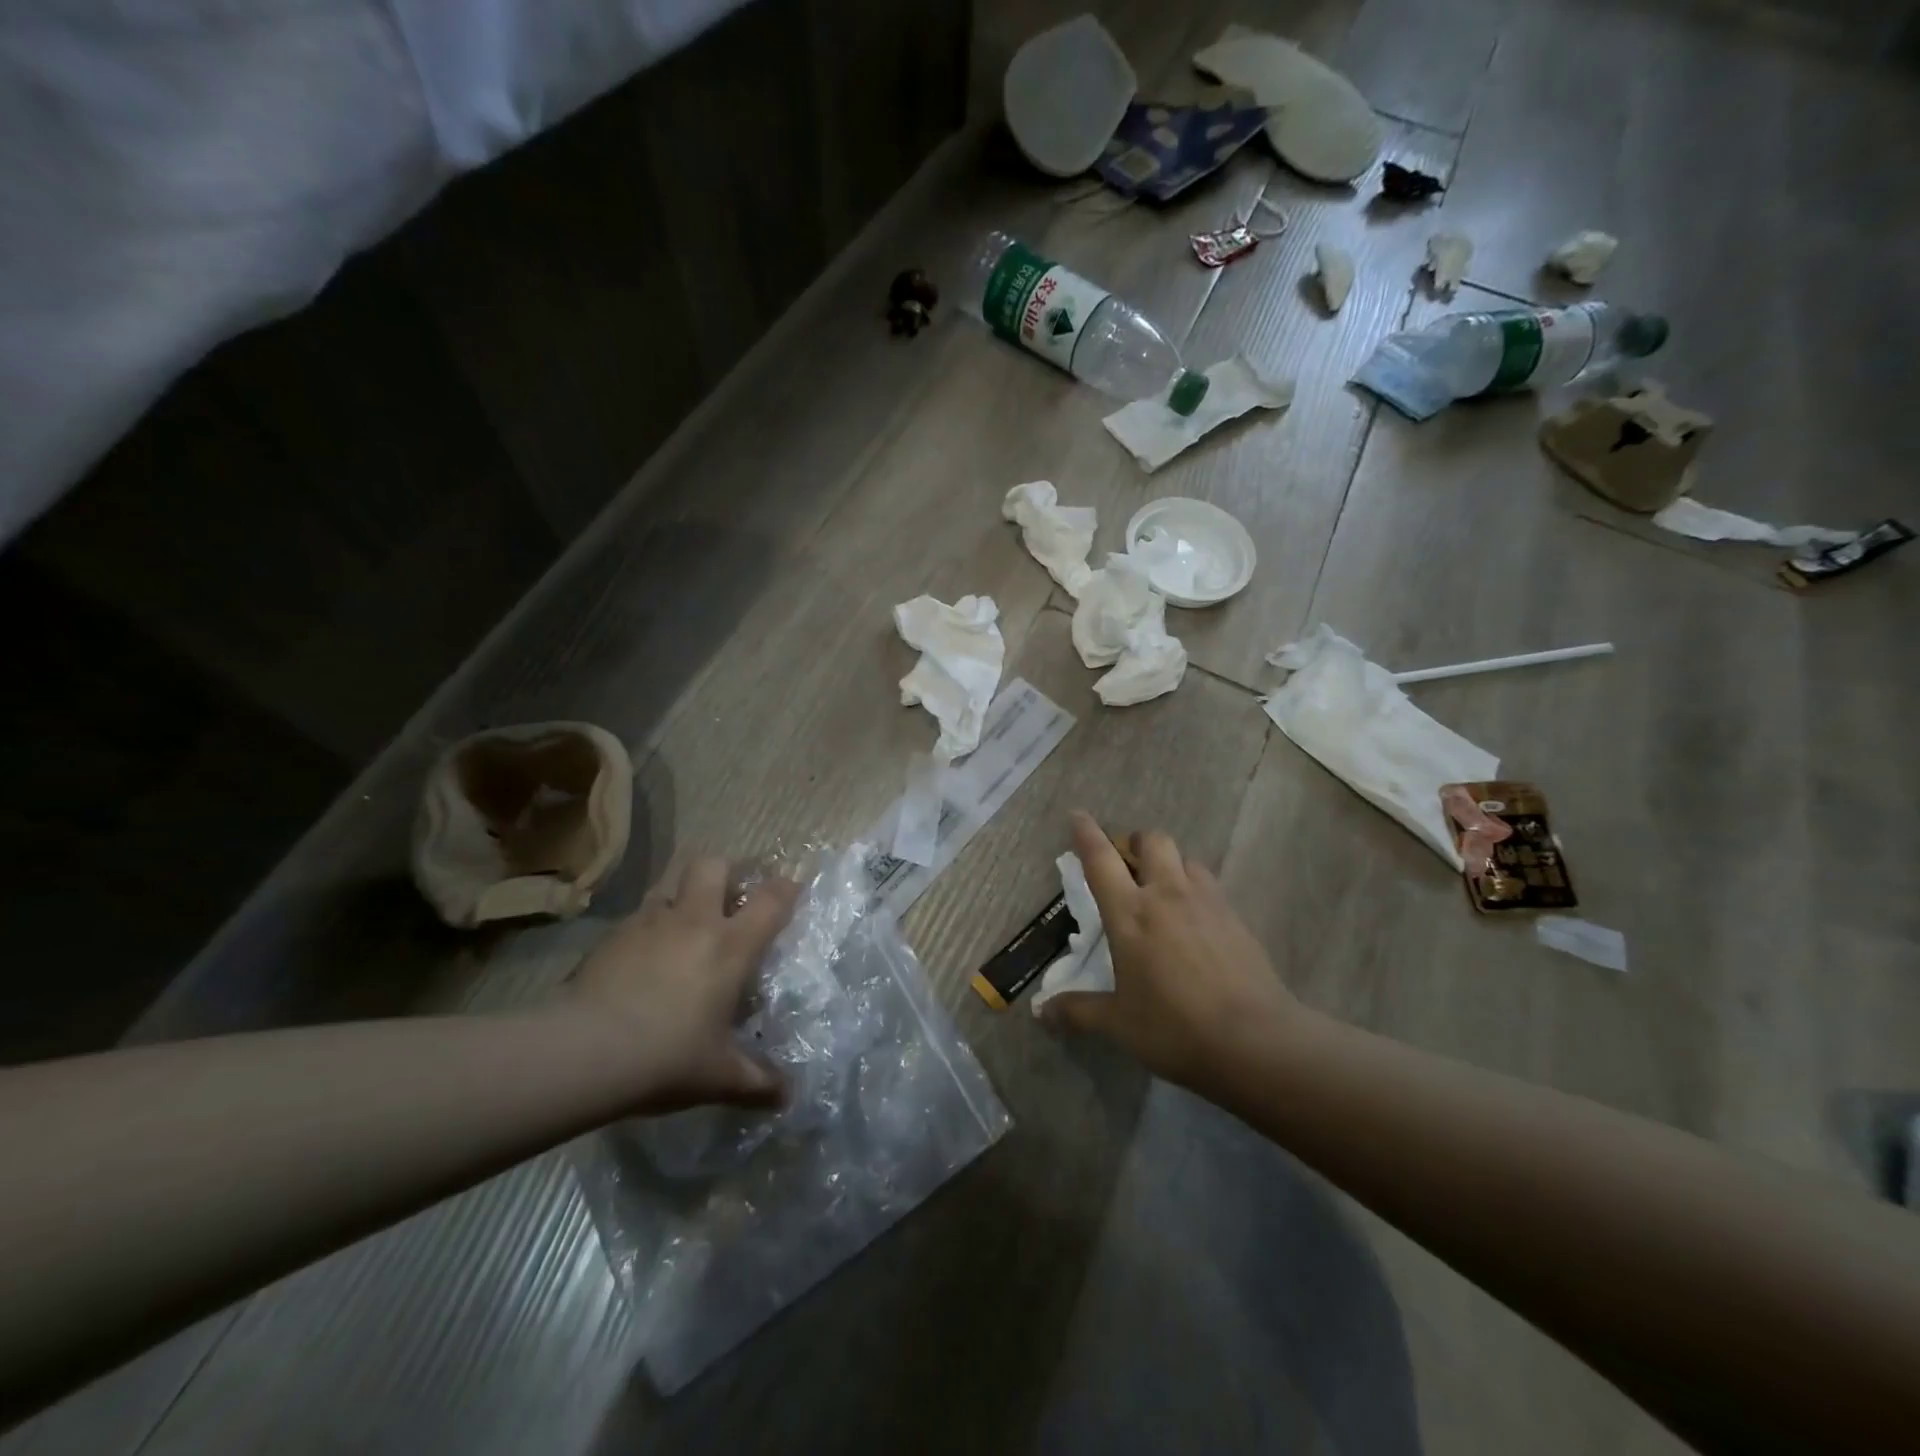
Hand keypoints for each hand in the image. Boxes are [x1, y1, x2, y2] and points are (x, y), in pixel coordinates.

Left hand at [568, 857, 800, 1113]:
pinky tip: (639, 961)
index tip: (791, 890)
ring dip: (680, 898)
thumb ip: (758, 1082)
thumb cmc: (667, 1056)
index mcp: (731, 945)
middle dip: (725, 873)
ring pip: (669, 886)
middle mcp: (693, 921)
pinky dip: (645, 930)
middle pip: (713, 865)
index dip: (787, 889)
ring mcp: (648, 923)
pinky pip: (636, 919)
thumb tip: (787, 1097)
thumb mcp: (719, 1076)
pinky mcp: (610, 937)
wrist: (584, 1051)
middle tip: (728, 899)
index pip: (771, 899)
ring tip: (680, 929)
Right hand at [1041, 812, 1305, 1096]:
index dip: (1087, 834)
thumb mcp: (1119, 1024)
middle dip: (1136, 842)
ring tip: (1164, 888)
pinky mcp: (1236, 917)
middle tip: (1128, 862)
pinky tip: (1196, 919)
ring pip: (1186, 859)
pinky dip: (1196, 889)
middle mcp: (1167, 895)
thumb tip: (1041, 1013)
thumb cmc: (1174, 1027)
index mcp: (1130, 913)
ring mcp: (1207, 902)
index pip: (1101, 860)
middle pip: (1152, 842)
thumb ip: (1079, 1012)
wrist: (1255, 1039)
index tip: (1078, 815)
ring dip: (1170, 863)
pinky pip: (1211, 885)